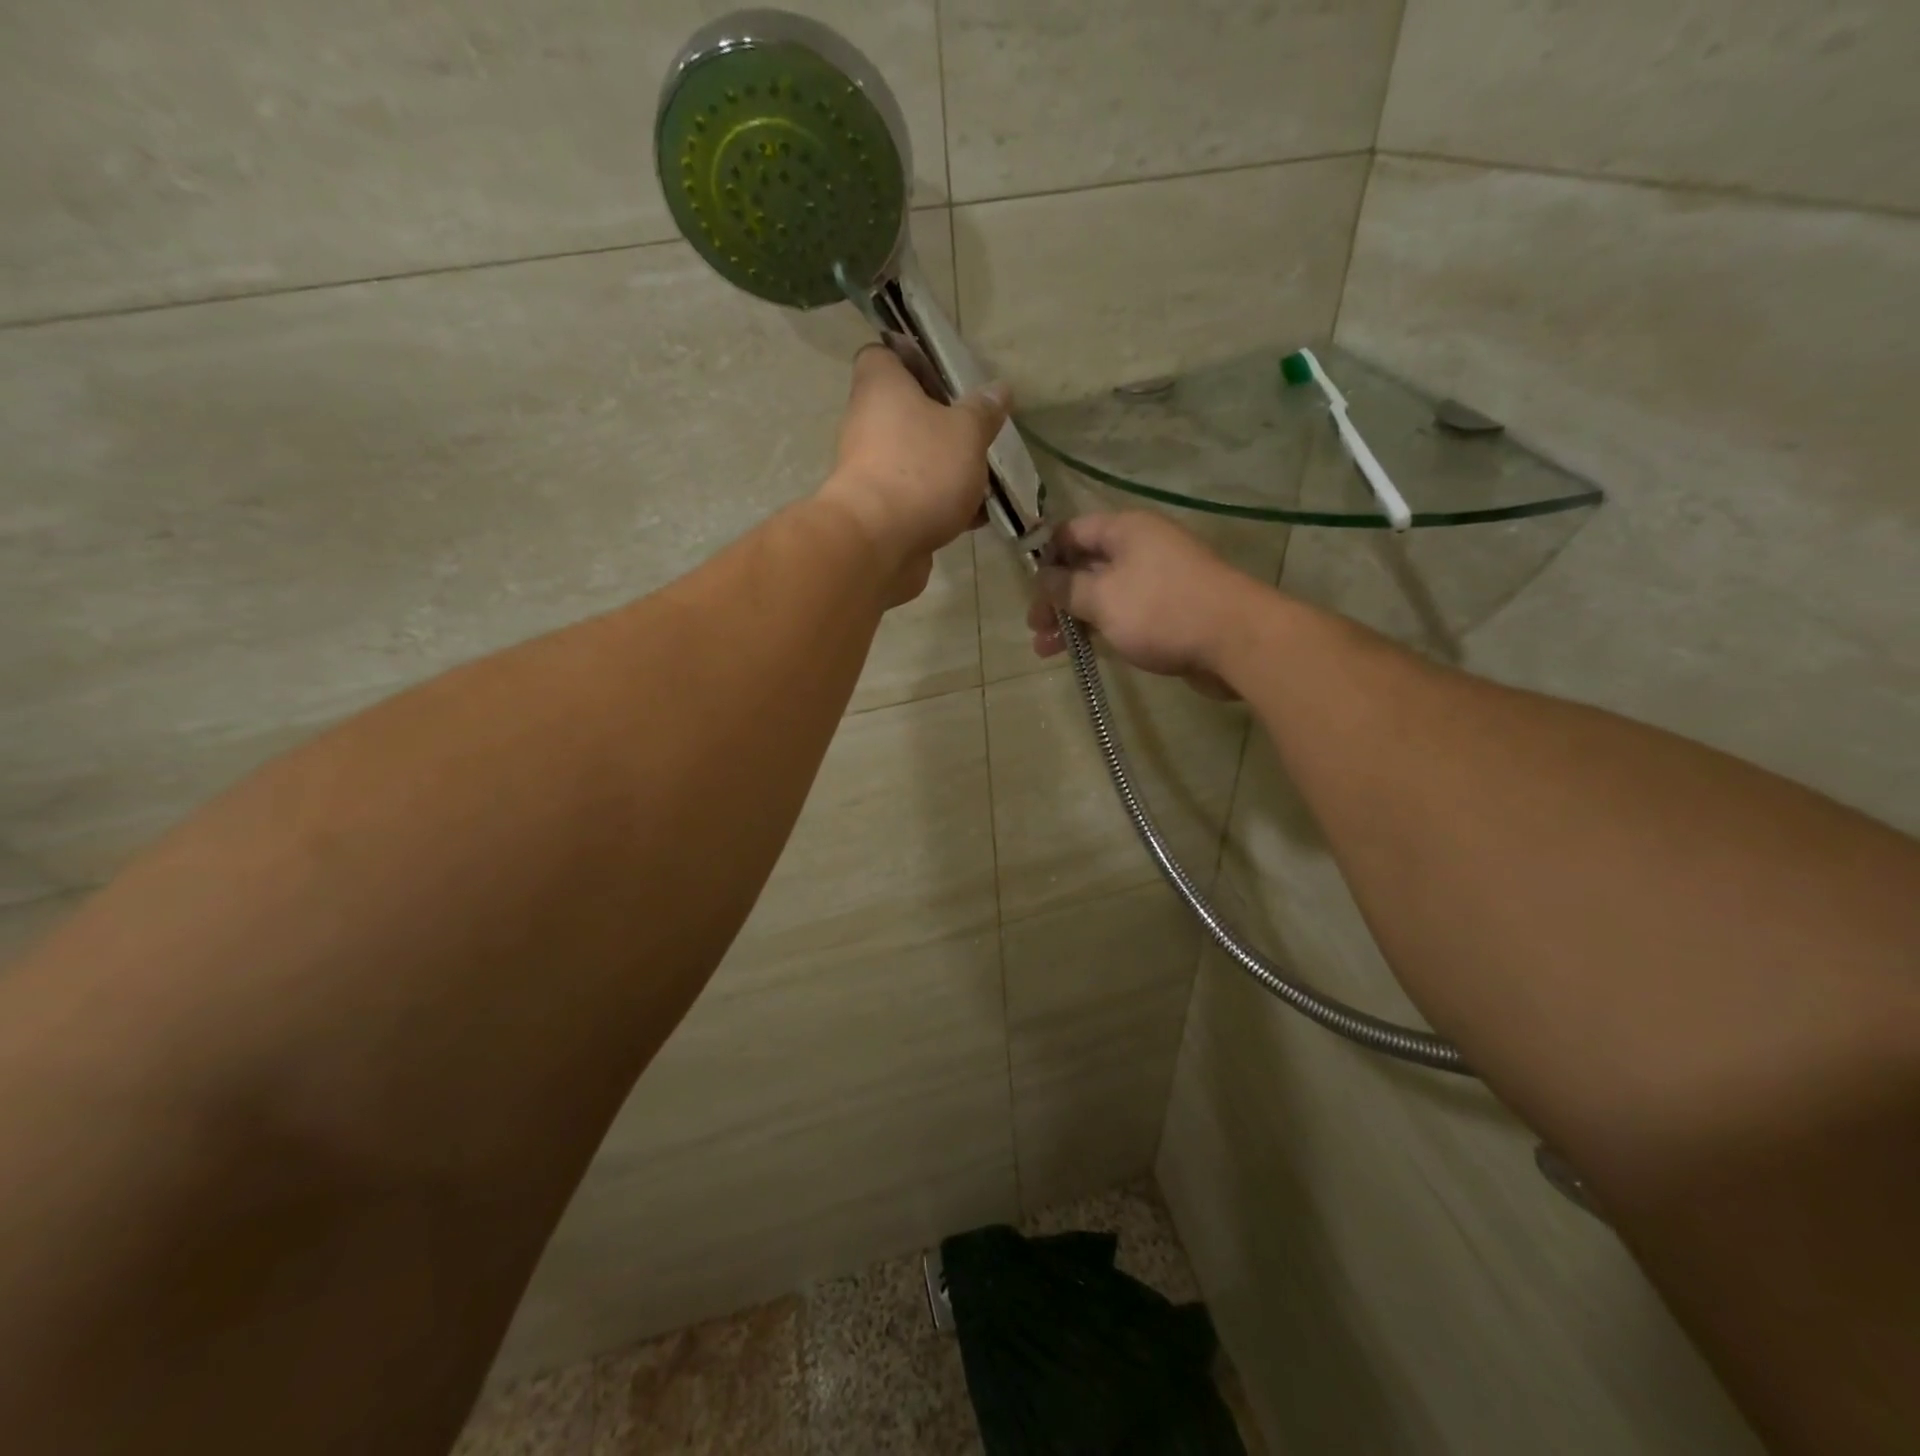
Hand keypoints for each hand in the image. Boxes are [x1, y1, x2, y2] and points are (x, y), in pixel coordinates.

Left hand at [819, 343, 1008, 604]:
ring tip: (989, 479)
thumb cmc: (921, 470)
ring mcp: (873, 471)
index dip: (914, 359)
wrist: (880, 544)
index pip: (885, 355)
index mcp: (881, 387)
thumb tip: (999, 390)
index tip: (948, 375)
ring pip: (917, 459)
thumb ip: (984, 411)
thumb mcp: (966, 432)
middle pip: (907, 412)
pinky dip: (944, 505)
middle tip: (980, 432)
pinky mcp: (883, 512)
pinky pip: (919, 499)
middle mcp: (868, 424)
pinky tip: (978, 517)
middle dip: (945, 424)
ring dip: (949, 469)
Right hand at [1028, 513, 1260, 698]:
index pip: (1072, 532)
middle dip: (1056, 597)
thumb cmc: (1161, 610)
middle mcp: (1141, 547)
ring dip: (1073, 619)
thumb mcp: (1102, 597)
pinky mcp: (1169, 611)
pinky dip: (1100, 630)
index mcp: (1125, 529)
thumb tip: (1042, 577)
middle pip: (1086, 565)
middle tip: (1034, 628)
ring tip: (1047, 651)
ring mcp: (1157, 580)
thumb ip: (1066, 587)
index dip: (1044, 556)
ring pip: (1103, 594)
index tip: (1025, 587)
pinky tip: (1082, 652)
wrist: (1235, 640)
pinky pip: (1124, 614)